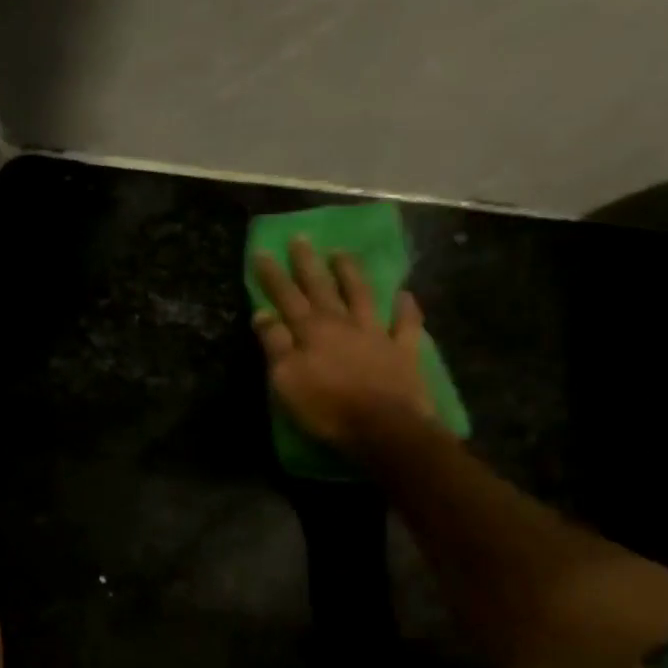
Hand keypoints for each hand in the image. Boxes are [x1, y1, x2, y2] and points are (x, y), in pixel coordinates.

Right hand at [253, 235, 433, 456]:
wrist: (383, 428)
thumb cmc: (326, 408)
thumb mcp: (286, 381)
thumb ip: (275, 345)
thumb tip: (262, 314)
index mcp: (311, 331)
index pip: (286, 297)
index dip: (273, 276)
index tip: (263, 252)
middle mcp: (342, 323)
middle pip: (322, 288)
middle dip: (308, 264)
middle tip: (301, 239)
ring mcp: (376, 334)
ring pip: (361, 295)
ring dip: (350, 273)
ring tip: (342, 254)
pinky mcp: (403, 350)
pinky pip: (405, 323)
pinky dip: (405, 307)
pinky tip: (404, 294)